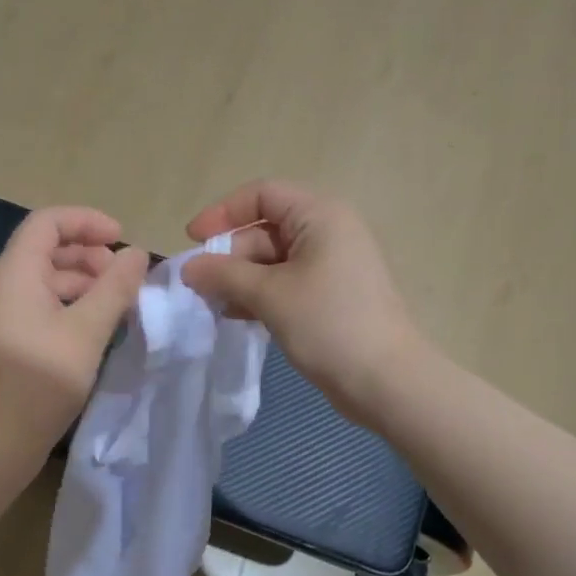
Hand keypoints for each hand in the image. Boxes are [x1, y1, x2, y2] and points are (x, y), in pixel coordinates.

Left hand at [0, 207, 148, 455]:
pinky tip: (97, 332)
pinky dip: (73, 308)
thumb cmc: (37, 381)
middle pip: (47, 250)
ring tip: (119, 306)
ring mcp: (4, 318)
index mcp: (15, 274)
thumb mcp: (86, 331)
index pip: (48, 222)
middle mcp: (4, 288)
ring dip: (85, 284)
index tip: (122, 241)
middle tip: (125, 279)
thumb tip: (136, 254)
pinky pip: (43, 309)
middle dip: (90, 255)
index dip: (86, 221)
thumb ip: (115, 289)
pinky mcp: (9, 344)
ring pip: (48, 282)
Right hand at [181, 180, 425, 427]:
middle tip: (200, 286)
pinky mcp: (331, 297)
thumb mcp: (270, 294)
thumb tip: (189, 267)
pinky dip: (260, 295)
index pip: (263, 194)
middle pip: (266, 229)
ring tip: (211, 304)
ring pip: (273, 260)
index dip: (223, 212)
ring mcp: (332, 266)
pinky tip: (235, 316)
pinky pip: (286, 284)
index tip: (193, 240)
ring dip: (240, 279)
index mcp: (320, 215)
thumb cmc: (329, 324)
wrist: (386, 381)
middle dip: (230, 255)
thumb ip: (224, 275)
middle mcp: (328, 232)